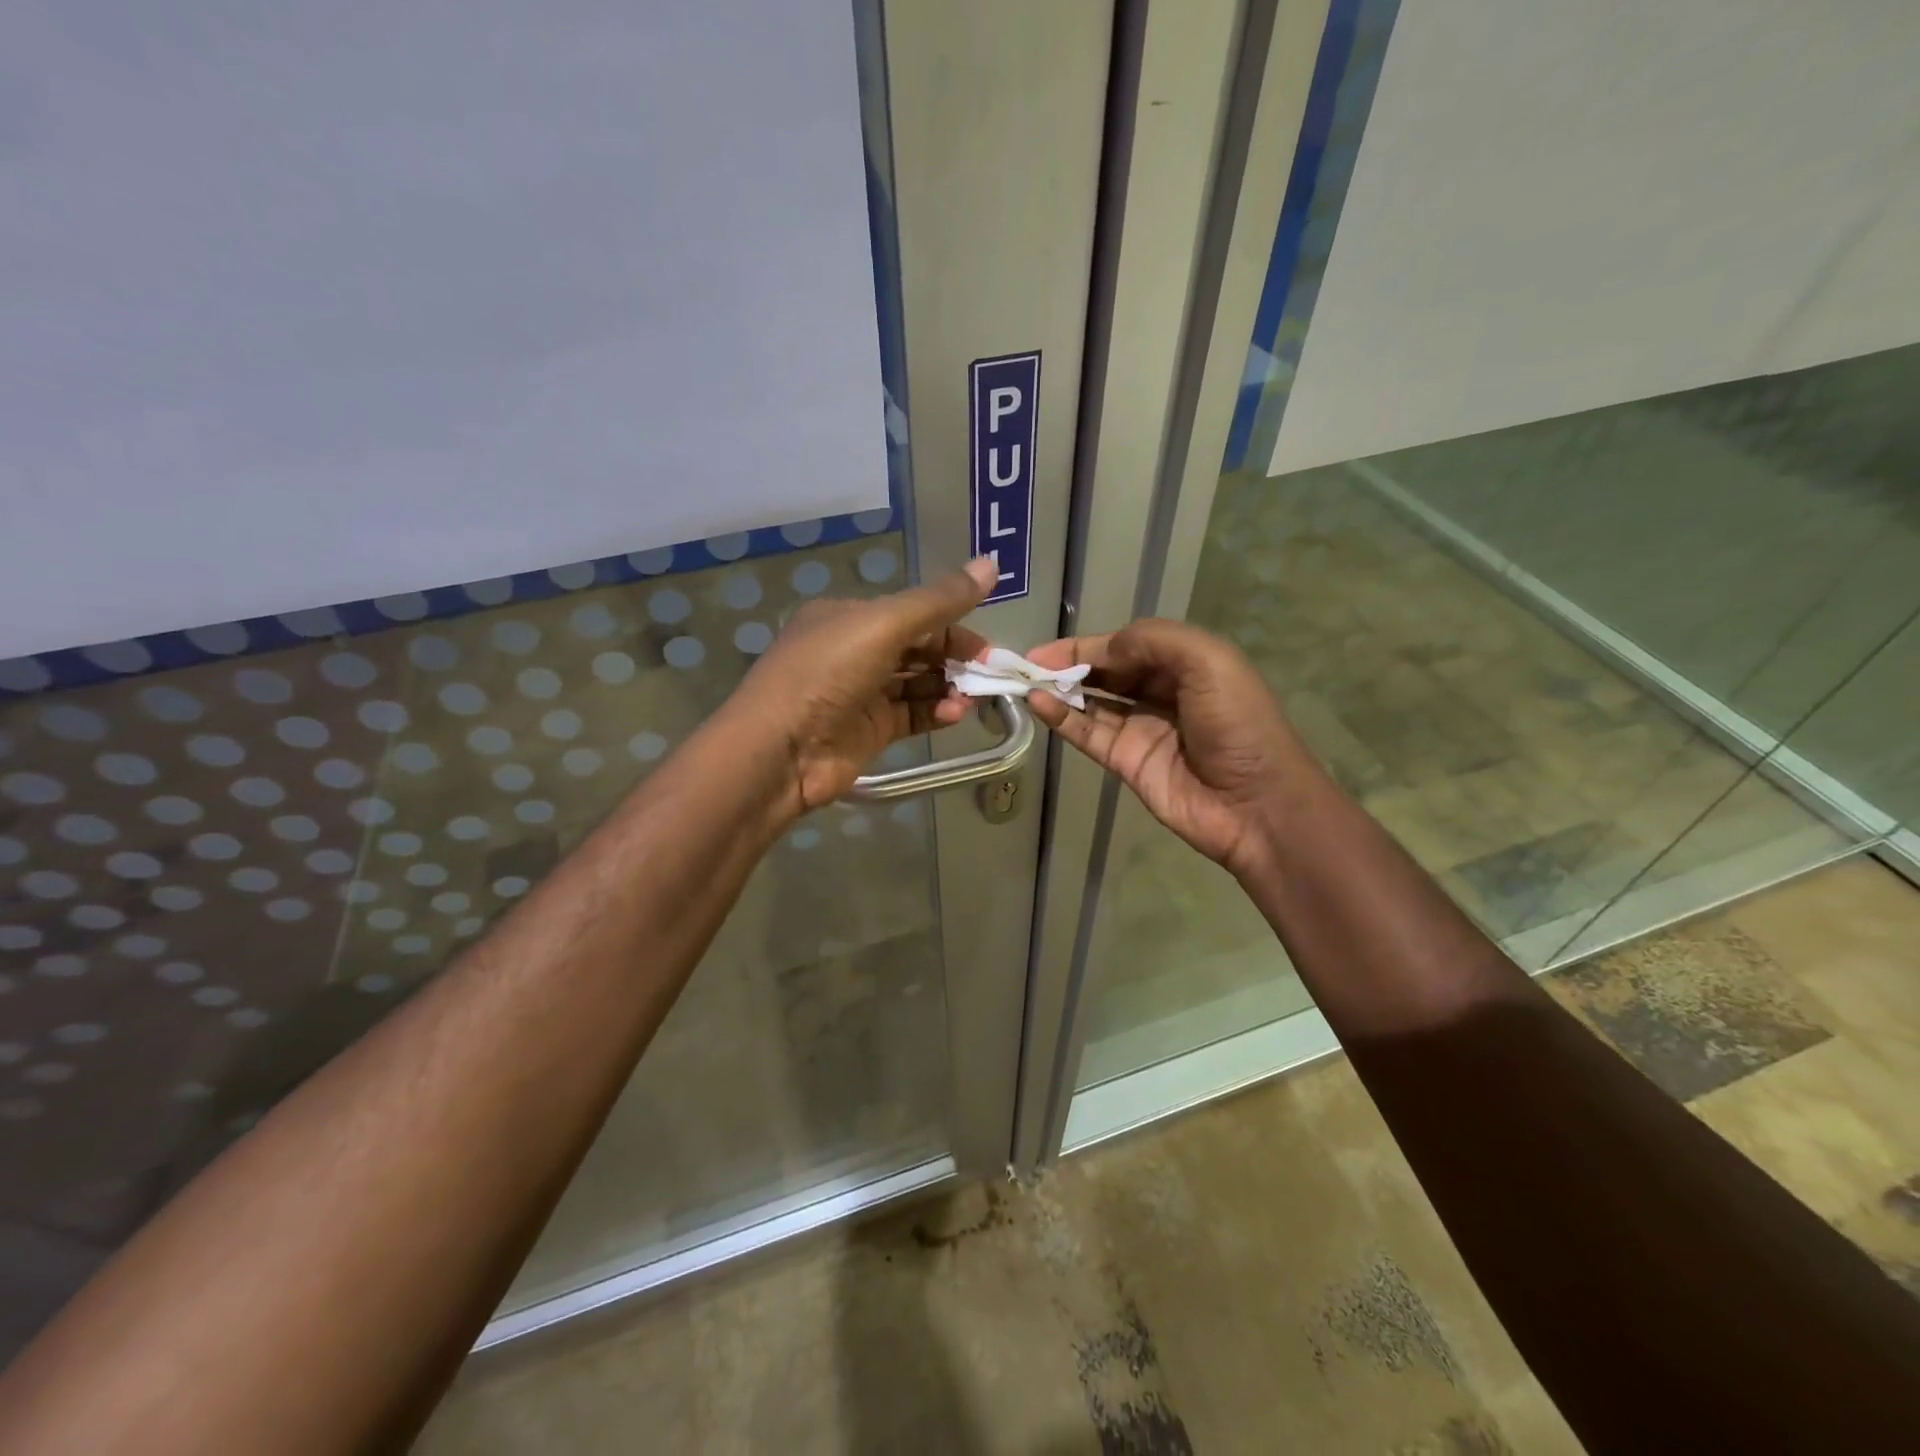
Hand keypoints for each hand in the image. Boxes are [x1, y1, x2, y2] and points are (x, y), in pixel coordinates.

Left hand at [724, 558, 996, 814]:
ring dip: (948, 687)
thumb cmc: (826, 675)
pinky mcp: (869, 731)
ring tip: (974, 698)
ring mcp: (862, 694)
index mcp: (849, 617)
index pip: (913, 613)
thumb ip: (939, 601)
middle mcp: (854, 651)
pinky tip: (955, 714)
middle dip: (955, 658)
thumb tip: (992, 563)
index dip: (953, 624)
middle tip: (990, 674)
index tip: (987, 645)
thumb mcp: (883, 625)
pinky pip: (911, 715)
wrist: (779, 751)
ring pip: (917, 683)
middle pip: (918, 648)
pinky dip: (935, 713)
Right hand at [1026, 619, 1307, 874]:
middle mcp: (1160, 692)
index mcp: (1184, 663)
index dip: (1086, 644)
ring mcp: (1140, 729)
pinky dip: (1062, 719)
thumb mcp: (1207, 661)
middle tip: (1023, 664)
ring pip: (1091, 702)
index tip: (1044, 647)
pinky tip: (1038, 704)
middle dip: (1066, 664)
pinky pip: (1087, 734)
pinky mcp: (1125, 762)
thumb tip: (1100, 651)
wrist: (1257, 804)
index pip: (1125, 644)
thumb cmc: (1238, 723)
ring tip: (1021, 681)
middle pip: (1105, 671)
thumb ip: (1151, 641)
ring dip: (1058, 689)